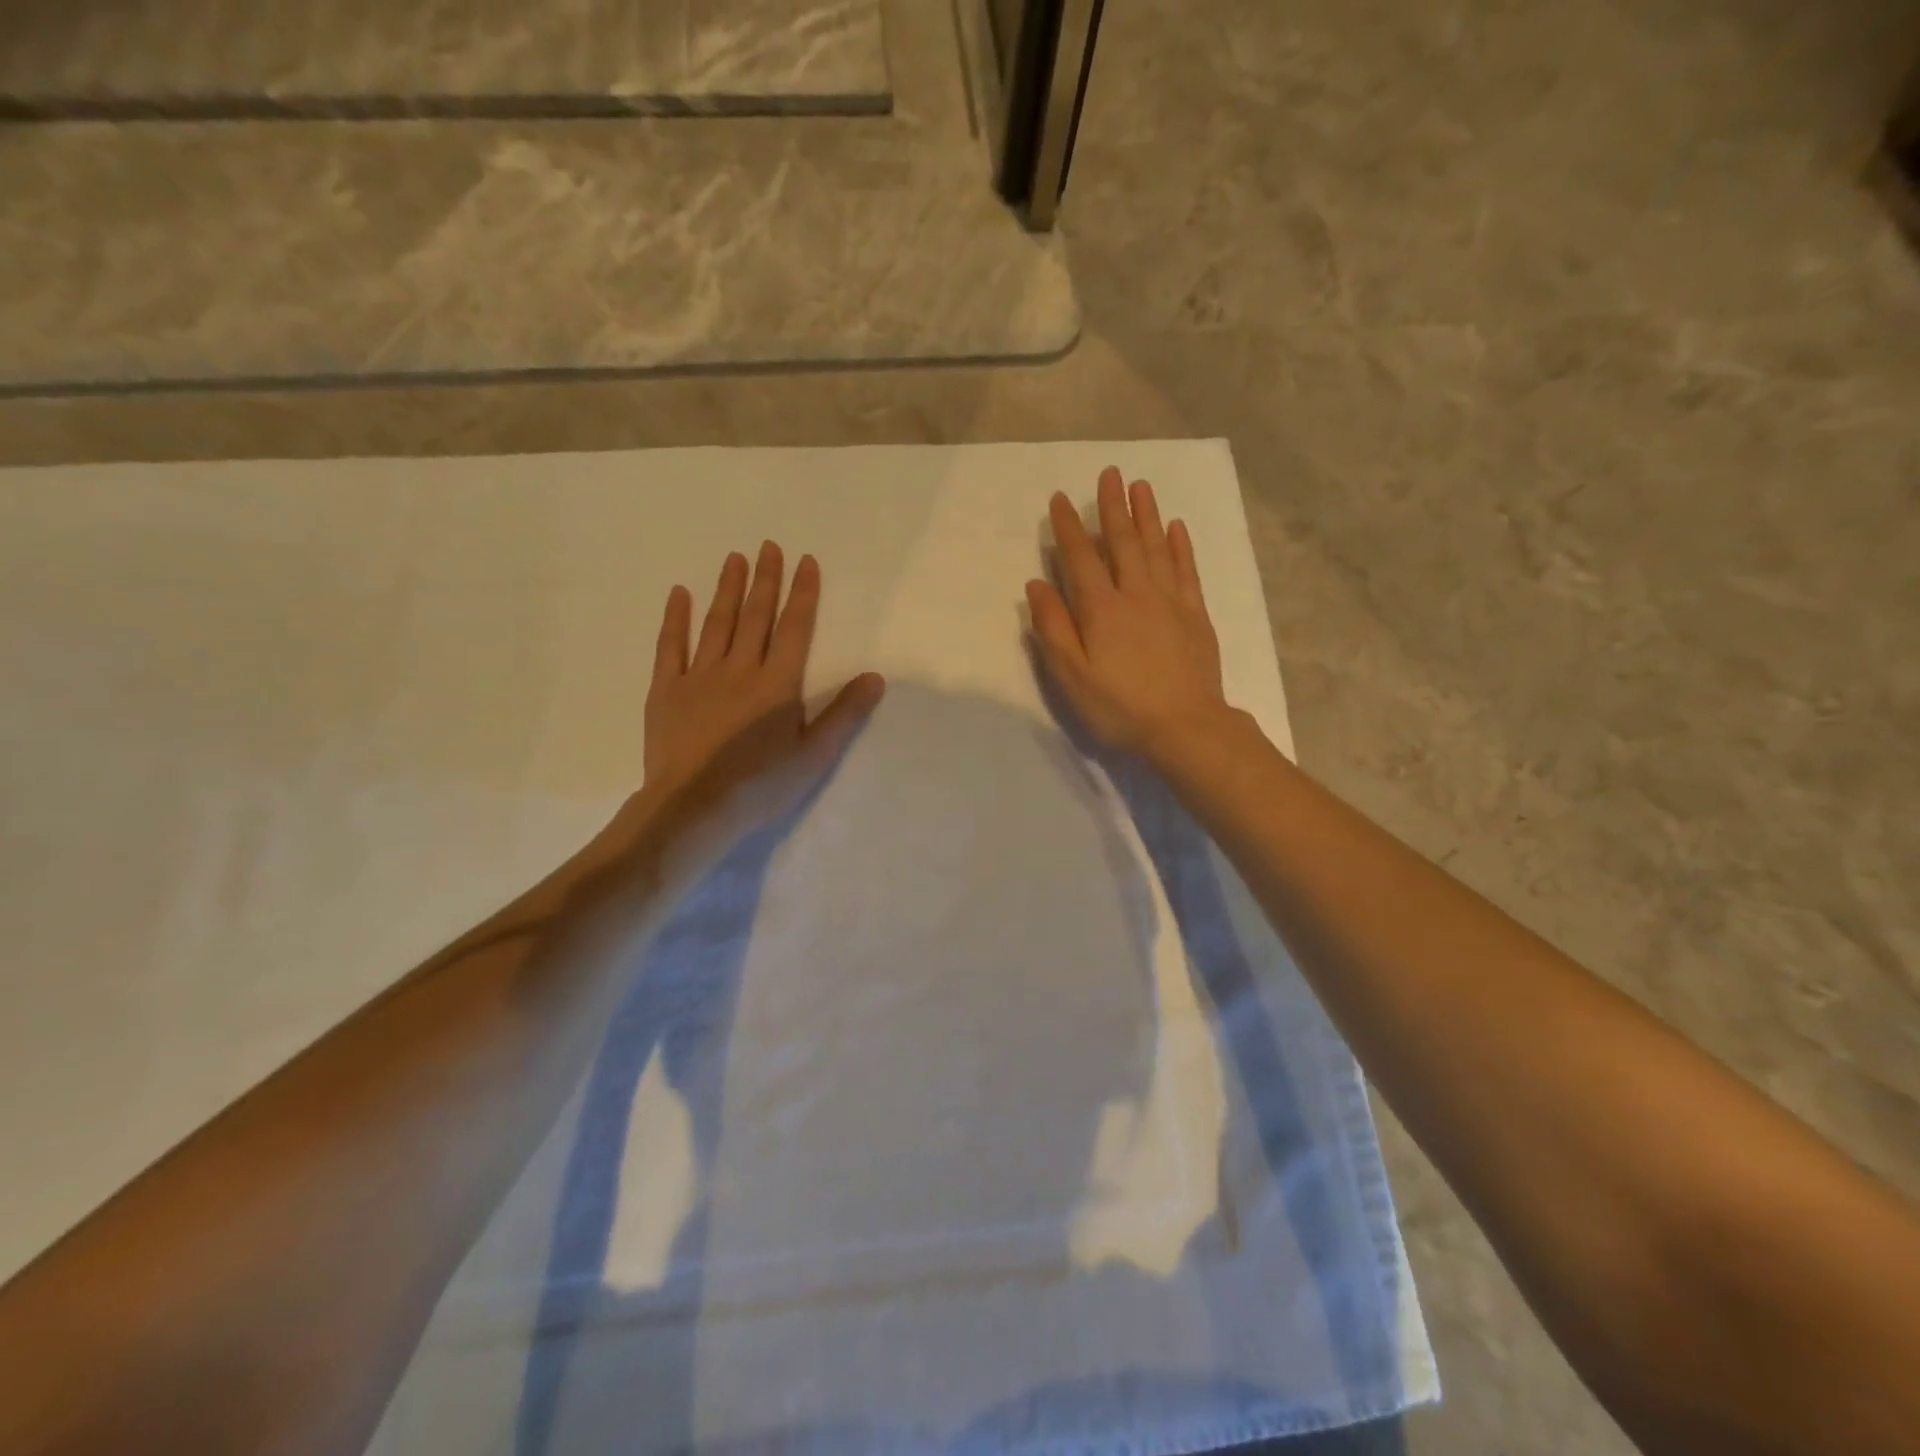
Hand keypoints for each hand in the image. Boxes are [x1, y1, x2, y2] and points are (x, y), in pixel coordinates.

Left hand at [623, 542, 883, 852]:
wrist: (694, 808)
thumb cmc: (761, 786)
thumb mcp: (814, 755)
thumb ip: (844, 714)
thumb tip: (875, 676)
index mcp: (778, 684)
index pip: (794, 628)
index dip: (802, 594)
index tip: (804, 561)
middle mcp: (740, 669)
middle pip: (755, 616)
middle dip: (765, 580)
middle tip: (768, 546)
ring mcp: (699, 677)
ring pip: (717, 623)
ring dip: (727, 589)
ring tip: (734, 558)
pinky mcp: (667, 691)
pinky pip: (670, 646)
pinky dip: (675, 619)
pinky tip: (679, 594)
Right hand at [1027, 467, 1234, 762]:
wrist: (1185, 727)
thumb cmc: (1120, 707)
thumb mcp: (1072, 676)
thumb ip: (1053, 628)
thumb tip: (1037, 585)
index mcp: (1102, 609)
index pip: (1081, 558)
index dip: (1069, 527)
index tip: (1060, 499)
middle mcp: (1136, 594)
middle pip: (1123, 542)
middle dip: (1113, 507)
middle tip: (1110, 473)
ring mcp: (1171, 601)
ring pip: (1156, 548)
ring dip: (1147, 515)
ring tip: (1141, 486)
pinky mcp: (1196, 615)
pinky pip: (1186, 570)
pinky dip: (1180, 546)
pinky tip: (1176, 528)